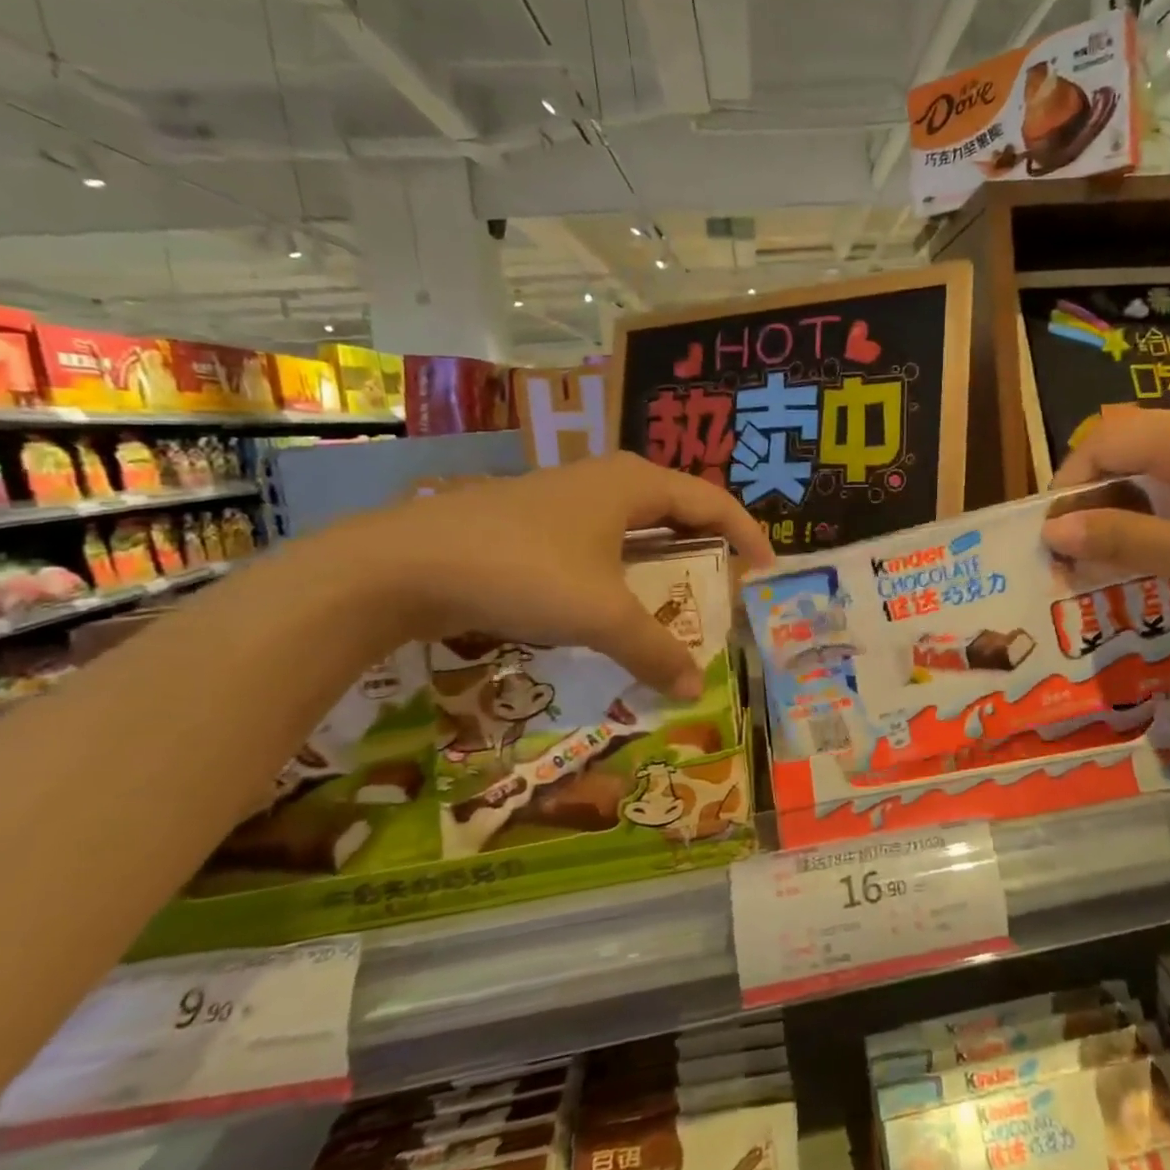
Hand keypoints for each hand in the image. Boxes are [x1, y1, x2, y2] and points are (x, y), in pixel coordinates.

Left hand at [335, 453, 772, 696]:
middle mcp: (607, 479)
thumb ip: (654, 651)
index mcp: (635, 483)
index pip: (713, 503)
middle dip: (709, 546)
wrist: (400, 565)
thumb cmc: (521, 571)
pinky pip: (601, 538)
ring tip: (681, 595)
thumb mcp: (600, 615)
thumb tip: (694, 690)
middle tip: (729, 585)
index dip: (748, 536)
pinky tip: (615, 598)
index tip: (769, 572)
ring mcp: (566, 496)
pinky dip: (625, 566)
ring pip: (636, 524)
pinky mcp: (533, 520)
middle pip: (678, 509)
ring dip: (665, 558)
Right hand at [1041, 406, 1169, 624]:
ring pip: (1157, 467)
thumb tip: (1054, 531)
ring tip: (1115, 560)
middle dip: (1094, 499)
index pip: (1101, 443)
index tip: (1052, 537)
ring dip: (1128, 509)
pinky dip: (1163, 512)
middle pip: (1126, 450)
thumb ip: (1122, 540)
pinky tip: (1168, 552)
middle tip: (1078, 554)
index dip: (1067, 487)